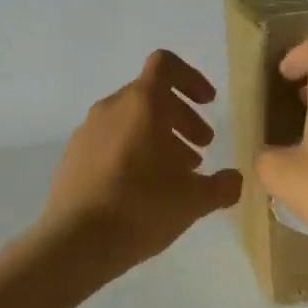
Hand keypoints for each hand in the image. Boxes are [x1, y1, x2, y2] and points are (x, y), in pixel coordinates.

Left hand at [41, 50, 242, 274]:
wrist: (75, 243)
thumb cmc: (142, 207)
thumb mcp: (194, 200)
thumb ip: (222, 185)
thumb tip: (234, 180)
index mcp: (142, 104)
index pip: (165, 65)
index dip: (192, 78)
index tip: (208, 103)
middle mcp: (111, 108)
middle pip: (151, 95)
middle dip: (182, 117)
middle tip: (202, 148)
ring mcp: (87, 132)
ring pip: (130, 120)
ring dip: (159, 137)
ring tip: (176, 174)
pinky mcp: (72, 157)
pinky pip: (110, 141)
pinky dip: (133, 152)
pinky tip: (144, 189)